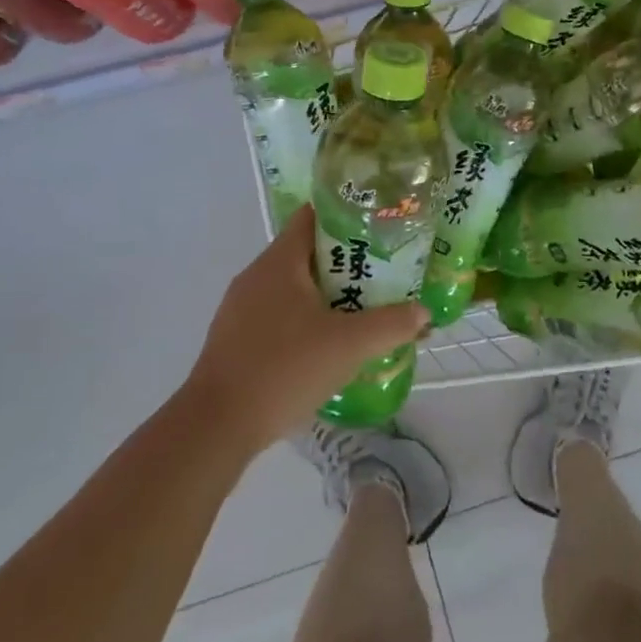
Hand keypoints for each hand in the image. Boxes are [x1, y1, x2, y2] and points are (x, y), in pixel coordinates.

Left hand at [182, 205, 427, 453]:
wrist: (217, 426)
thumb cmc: (284, 369)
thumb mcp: (349, 345)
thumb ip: (391, 324)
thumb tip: (423, 312)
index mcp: (279, 261)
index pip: (313, 216)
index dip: (347, 215)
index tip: (379, 228)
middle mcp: (256, 276)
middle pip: (307, 253)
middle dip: (346, 262)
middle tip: (383, 274)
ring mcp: (241, 308)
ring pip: (293, 287)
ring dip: (327, 294)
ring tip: (362, 310)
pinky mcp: (236, 339)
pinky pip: (278, 315)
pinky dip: (305, 319)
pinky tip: (327, 345)